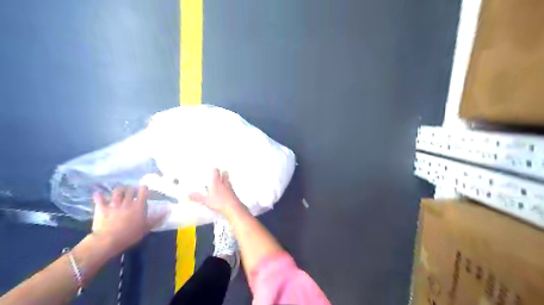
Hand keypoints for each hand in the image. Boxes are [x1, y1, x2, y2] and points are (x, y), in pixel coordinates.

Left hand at [89, 185, 166, 254]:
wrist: (109, 240)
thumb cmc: (130, 234)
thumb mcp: (146, 227)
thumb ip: (157, 218)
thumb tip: (168, 210)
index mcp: (139, 205)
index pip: (143, 191)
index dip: (144, 189)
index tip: (144, 190)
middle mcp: (127, 201)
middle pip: (130, 189)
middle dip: (132, 189)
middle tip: (133, 192)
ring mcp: (114, 204)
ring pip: (117, 191)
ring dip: (119, 190)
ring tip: (120, 192)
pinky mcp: (102, 208)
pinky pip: (100, 199)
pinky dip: (99, 196)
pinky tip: (99, 194)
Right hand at [189, 169, 244, 216]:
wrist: (232, 207)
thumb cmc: (219, 202)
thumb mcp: (206, 201)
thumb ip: (198, 197)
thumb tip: (190, 195)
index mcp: (216, 183)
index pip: (216, 172)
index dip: (215, 169)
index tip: (213, 168)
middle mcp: (224, 183)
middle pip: (224, 173)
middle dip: (222, 172)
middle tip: (221, 171)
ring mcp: (230, 187)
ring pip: (228, 179)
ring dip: (227, 178)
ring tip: (225, 178)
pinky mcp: (233, 192)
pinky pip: (231, 187)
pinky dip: (230, 186)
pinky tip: (228, 189)